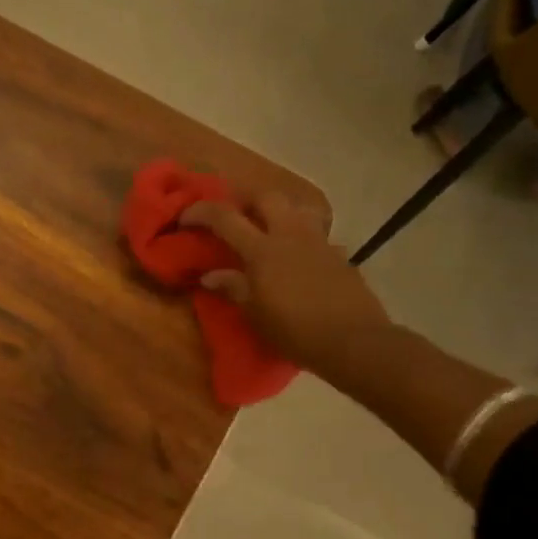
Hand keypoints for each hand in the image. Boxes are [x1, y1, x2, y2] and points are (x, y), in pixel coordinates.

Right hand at [180, 193, 395, 383]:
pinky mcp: (339, 255)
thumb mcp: (255, 314)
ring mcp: (318, 242)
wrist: (353, 341)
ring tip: (269, 228)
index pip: (225, 217)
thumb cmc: (295, 330)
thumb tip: (209, 275)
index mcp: (263, 249)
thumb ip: (232, 287)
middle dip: (245, 200)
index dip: (201, 212)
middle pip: (266, 197)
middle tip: (234, 216)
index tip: (185, 217)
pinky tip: (300, 258)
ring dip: (279, 211)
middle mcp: (290, 235)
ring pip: (297, 208)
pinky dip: (302, 238)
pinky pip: (317, 235)